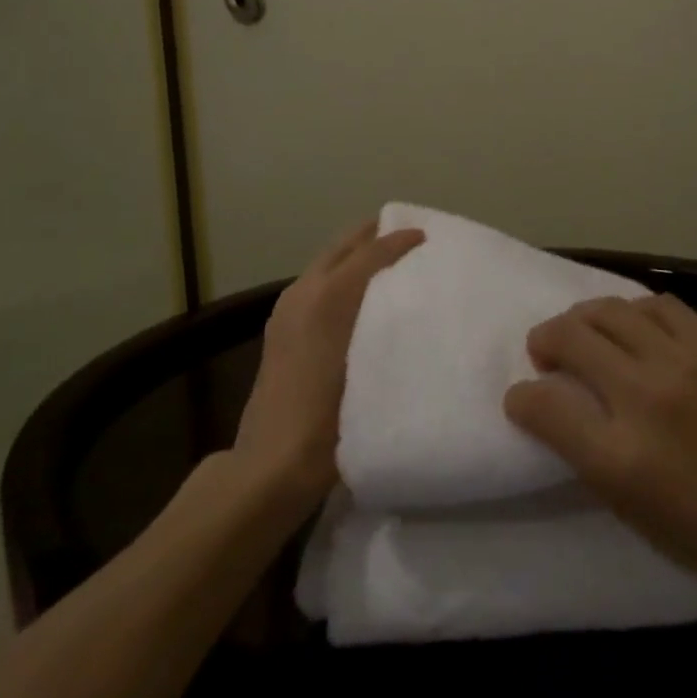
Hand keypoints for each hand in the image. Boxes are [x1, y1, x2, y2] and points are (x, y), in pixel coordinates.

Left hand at [232, 219, 425, 514]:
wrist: (270, 464)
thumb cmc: (329, 423)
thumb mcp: (371, 372)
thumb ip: (388, 327)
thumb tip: (411, 299)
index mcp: (327, 298)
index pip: (369, 253)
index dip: (398, 240)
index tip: (426, 235)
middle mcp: (304, 292)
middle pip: (342, 246)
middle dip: (373, 234)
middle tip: (406, 233)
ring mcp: (287, 309)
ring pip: (328, 261)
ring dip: (356, 253)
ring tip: (389, 259)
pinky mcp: (280, 327)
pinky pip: (317, 281)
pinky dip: (341, 273)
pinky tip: (358, 293)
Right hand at [502, 294, 696, 626]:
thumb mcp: (648, 525)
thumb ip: (596, 464)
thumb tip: (562, 416)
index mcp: (623, 461)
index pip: (541, 405)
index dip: (521, 399)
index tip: (523, 401)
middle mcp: (645, 398)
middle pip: (568, 338)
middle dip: (543, 342)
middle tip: (545, 356)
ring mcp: (682, 361)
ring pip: (606, 310)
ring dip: (581, 319)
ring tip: (583, 335)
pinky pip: (655, 305)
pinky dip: (631, 311)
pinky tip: (633, 328)